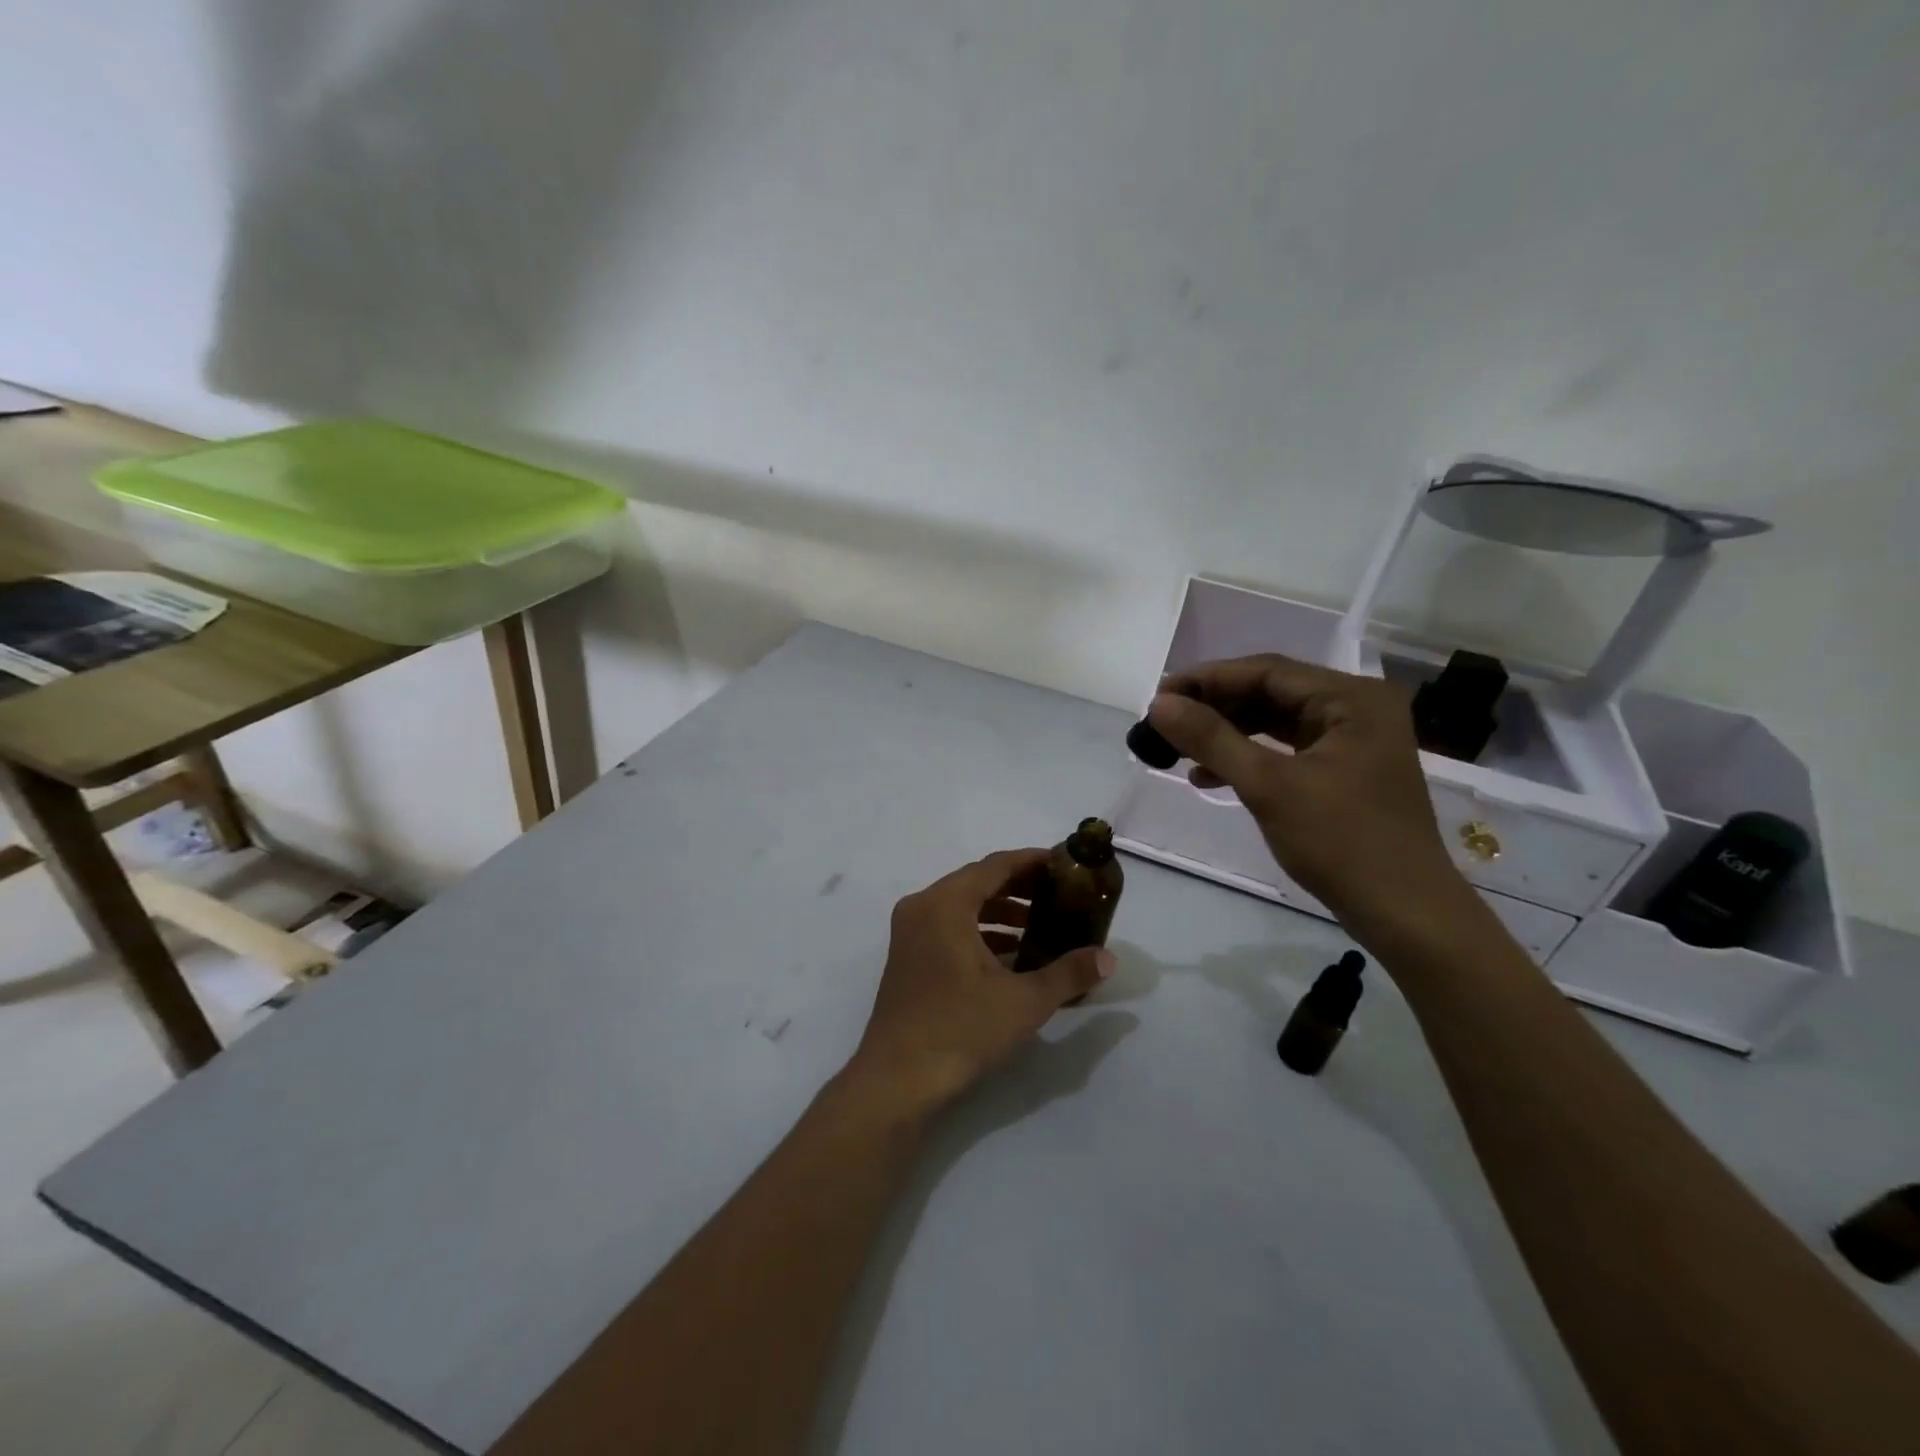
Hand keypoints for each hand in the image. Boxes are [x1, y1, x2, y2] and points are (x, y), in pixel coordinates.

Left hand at [846, 849, 1114, 1114]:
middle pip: (977, 882)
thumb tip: (1108, 958)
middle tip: (1060, 896)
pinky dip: (980, 933)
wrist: (897, 1079)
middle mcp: (922, 907)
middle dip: (1020, 888)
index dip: (1032, 862)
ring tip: (1042, 928)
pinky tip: (1012, 956)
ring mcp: (910, 933)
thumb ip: (1069, 973)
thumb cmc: (960, 1029)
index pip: (995, 866)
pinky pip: (949, 928)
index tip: (1064, 864)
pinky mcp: (908, 957)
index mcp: (945, 903)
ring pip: (962, 907)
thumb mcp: (1024, 1001)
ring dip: (1001, 913)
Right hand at [1147, 654, 1474, 947]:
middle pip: (1271, 693)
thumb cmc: (1342, 842)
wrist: (1404, 913)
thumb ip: (1212, 739)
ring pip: (1275, 721)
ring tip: (1178, 749)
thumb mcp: (1269, 786)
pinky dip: (1248, 758)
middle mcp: (1357, 708)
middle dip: (1215, 707)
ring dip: (1227, 733)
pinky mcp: (1344, 770)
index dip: (1207, 680)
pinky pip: (1286, 749)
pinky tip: (1209, 777)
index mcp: (1352, 698)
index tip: (1158, 697)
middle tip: (1164, 722)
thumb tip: (1159, 705)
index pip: (1267, 672)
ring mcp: (1353, 740)